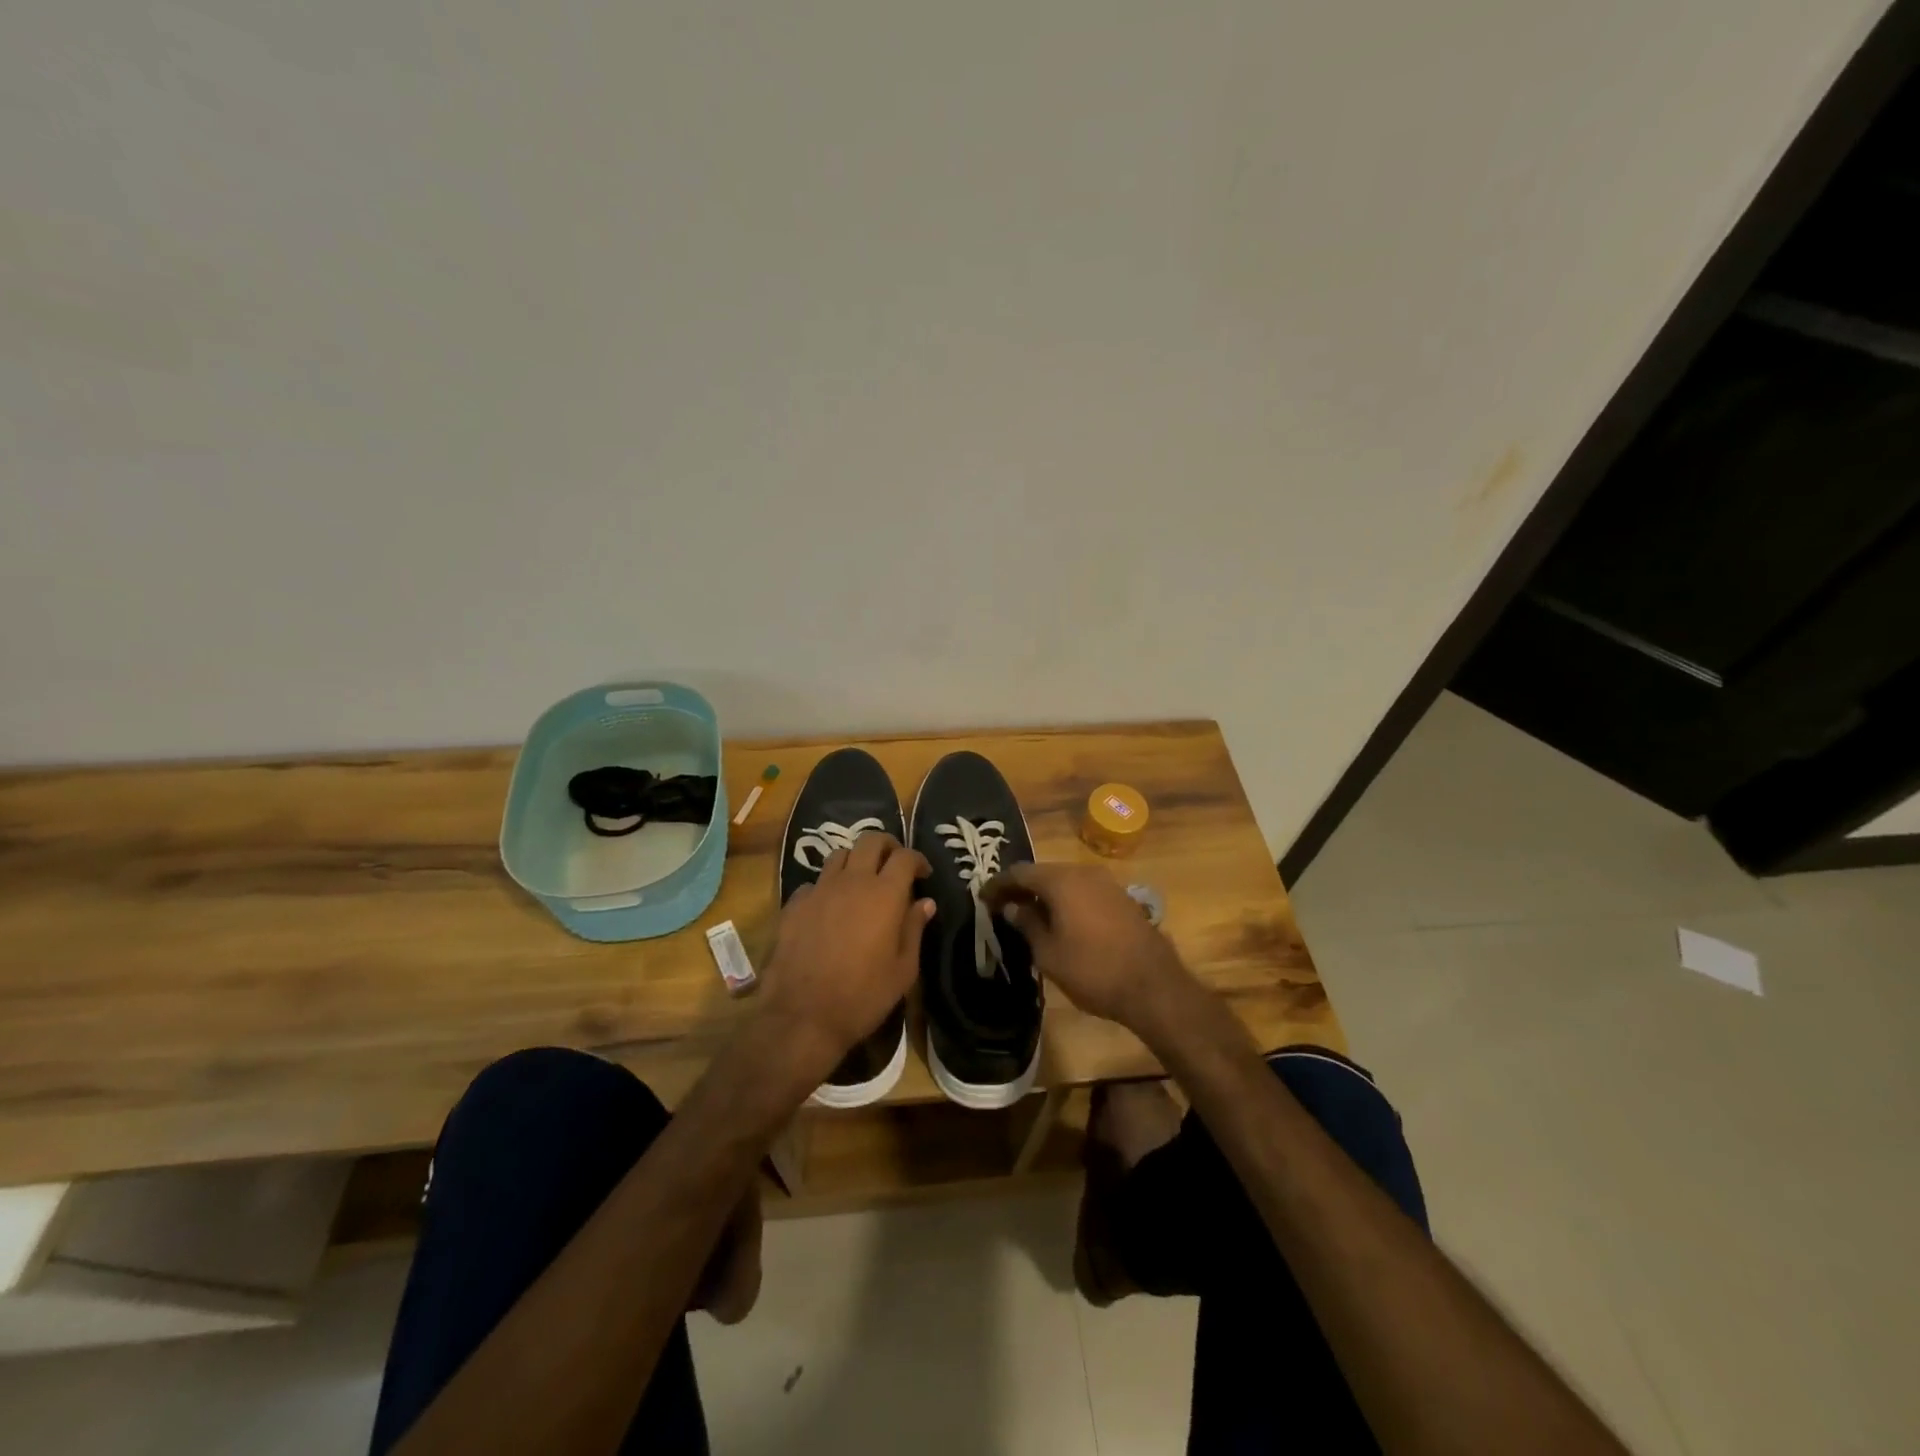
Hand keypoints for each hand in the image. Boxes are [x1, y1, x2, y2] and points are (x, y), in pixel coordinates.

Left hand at [760, 833, 932, 1081]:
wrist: (802, 1016)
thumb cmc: (862, 996)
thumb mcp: (903, 970)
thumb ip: (914, 929)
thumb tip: (925, 903)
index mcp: (884, 894)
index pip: (905, 856)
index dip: (917, 860)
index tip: (923, 874)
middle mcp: (852, 881)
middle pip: (870, 841)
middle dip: (887, 846)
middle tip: (893, 865)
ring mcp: (819, 890)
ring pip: (839, 855)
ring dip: (855, 861)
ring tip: (861, 881)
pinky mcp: (794, 904)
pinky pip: (814, 883)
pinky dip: (826, 887)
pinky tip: (829, 908)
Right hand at [983, 863, 1191, 1031]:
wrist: (1153, 986)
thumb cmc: (1092, 970)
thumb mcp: (1048, 953)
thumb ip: (1027, 924)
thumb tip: (1013, 907)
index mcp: (1061, 881)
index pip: (1019, 872)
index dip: (998, 885)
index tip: (983, 898)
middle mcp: (1083, 872)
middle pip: (1043, 873)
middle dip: (1021, 888)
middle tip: (1003, 907)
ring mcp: (1107, 883)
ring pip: (1065, 881)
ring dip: (1045, 894)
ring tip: (1028, 915)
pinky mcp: (1122, 898)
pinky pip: (1083, 891)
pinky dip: (1066, 900)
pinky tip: (1060, 921)